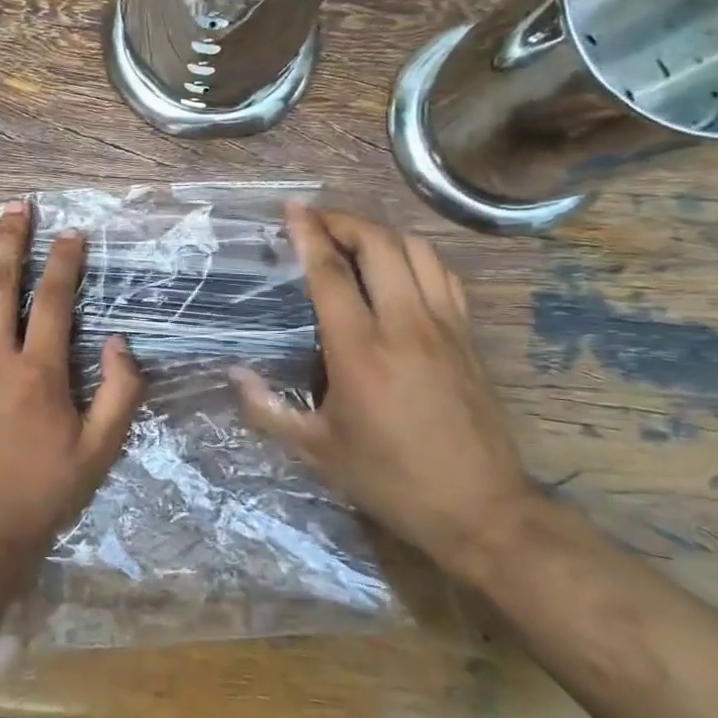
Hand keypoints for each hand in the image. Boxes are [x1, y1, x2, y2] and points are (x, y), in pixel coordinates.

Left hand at [0, 200, 145, 562]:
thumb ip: (120, 395)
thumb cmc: (40, 493)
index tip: (72, 232)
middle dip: (12, 239)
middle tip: (18, 205)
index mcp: (39, 374)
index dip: (65, 261)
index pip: (54, 300)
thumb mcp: (99, 453)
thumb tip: (120, 342)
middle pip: (3, 283)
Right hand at [232, 202, 536, 577]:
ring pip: (416, 250)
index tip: (292, 209)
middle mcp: (404, 325)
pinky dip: (417, 255)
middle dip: (344, 221)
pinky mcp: (469, 335)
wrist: (481, 508)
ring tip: (355, 236)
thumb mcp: (318, 452)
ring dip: (381, 232)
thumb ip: (268, 410)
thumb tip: (235, 374)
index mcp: (360, 351)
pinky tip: (401, 265)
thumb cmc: (391, 479)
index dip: (308, 234)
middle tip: (318, 220)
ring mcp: (444, 326)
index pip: (330, 274)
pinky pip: (444, 274)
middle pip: (378, 245)